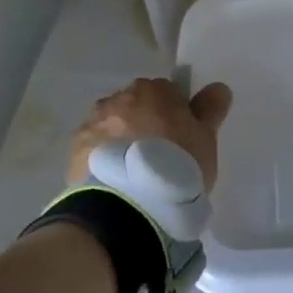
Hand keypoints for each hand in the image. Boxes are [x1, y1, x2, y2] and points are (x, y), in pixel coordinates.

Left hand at [68, 78, 233, 192]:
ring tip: (135, 176)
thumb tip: (217, 88)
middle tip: (160, 159)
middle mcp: (117, 99)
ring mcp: (92, 124)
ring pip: (112, 128)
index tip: (182, 140)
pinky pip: (95, 151)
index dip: (176, 115)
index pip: (167, 93)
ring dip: (122, 143)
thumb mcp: (205, 139)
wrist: (129, 204)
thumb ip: (210, 110)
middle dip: (145, 126)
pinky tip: (116, 184)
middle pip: (136, 108)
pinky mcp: (75, 153)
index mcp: (152, 90)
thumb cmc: (177, 165)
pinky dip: (104, 162)